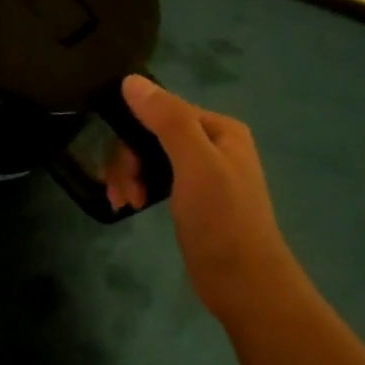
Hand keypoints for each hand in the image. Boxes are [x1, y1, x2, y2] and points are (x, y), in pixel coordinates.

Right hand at [105, 75, 301, 320]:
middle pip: (152, 134)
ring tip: (124, 202)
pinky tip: (130, 205)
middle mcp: (212, 144)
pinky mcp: (192, 198)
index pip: (162, 110)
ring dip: (129, 176)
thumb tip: (130, 80)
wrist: (244, 284)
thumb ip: (167, 120)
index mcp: (219, 129)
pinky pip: (155, 178)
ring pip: (149, 157)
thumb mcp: (195, 165)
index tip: (121, 166)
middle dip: (129, 160)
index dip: (133, 132)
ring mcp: (202, 172)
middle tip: (122, 191)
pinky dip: (139, 188)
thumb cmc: (222, 220)